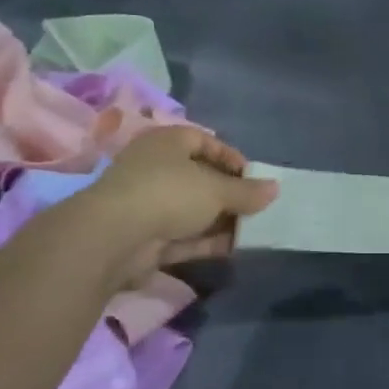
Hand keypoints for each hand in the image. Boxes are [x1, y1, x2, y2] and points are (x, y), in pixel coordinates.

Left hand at [88, 126, 277, 268]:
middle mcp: (156, 169)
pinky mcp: (147, 238)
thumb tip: (275, 189)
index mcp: (167, 143)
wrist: (113, 238)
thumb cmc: (169, 193)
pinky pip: (184, 236)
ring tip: (253, 229)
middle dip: (230, 193)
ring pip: (193, 209)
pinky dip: (207, 241)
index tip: (255, 176)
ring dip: (221, 220)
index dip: (231, 156)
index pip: (204, 141)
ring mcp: (149, 205)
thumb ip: (247, 191)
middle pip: (200, 177)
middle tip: (257, 206)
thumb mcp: (216, 189)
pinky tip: (235, 248)